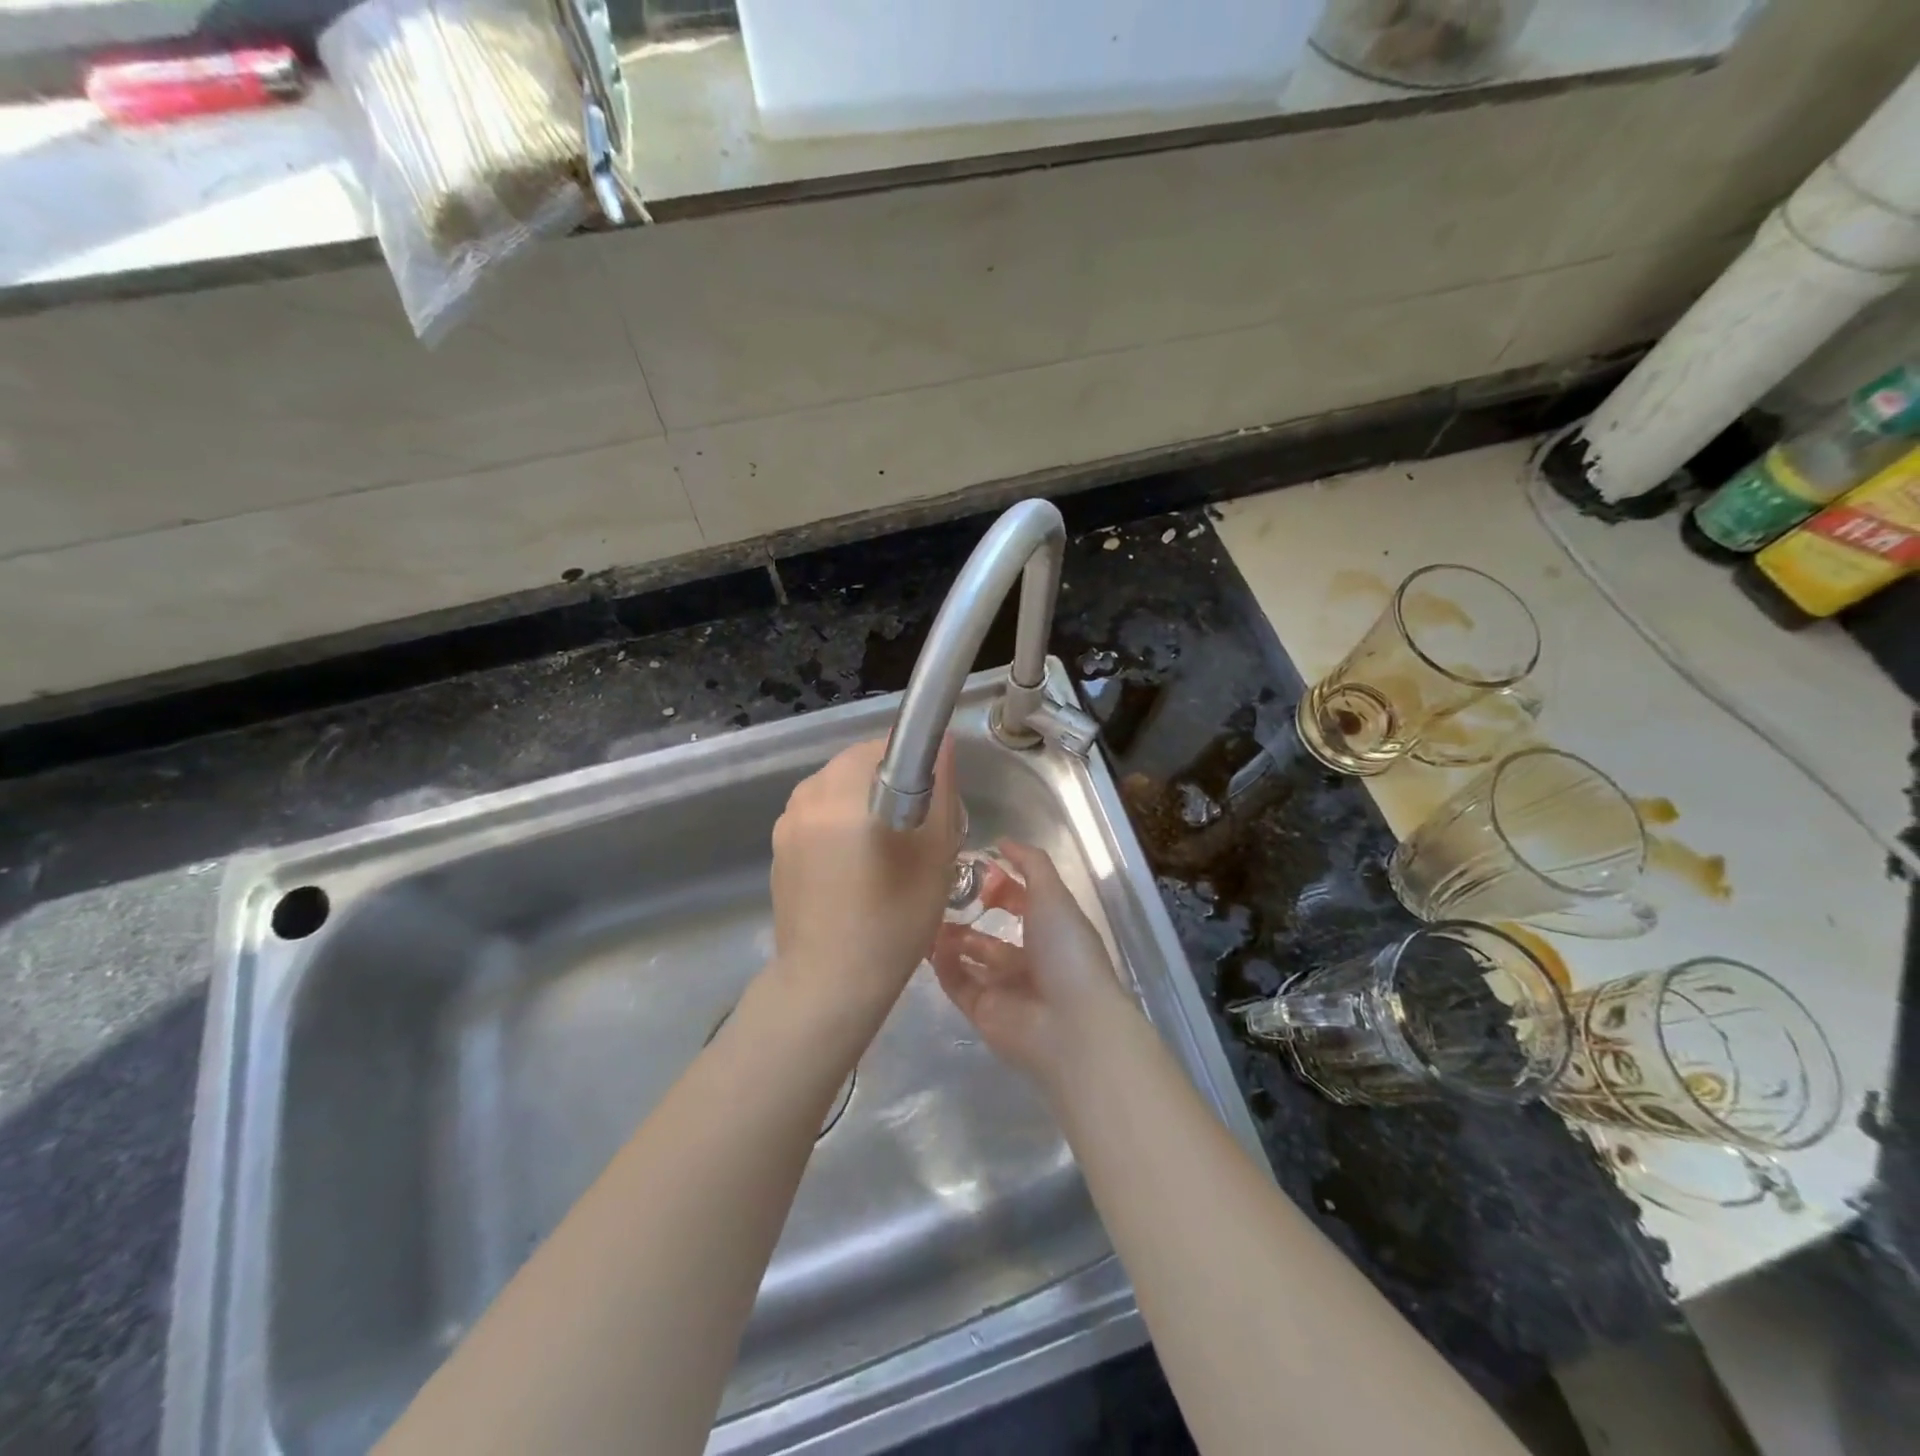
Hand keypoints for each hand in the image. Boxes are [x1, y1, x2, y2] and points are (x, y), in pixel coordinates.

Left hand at [768, 737, 962, 1018]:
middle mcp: (808, 795)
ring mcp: (786, 822)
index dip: (914, 764)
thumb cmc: (894, 919)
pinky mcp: (777, 847)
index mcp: (844, 791)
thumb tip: (942, 744)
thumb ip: (940, 791)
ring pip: (835, 789)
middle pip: (856, 764)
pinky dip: (838, 825)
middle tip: (913, 829)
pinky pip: (816, 815)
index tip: (930, 801)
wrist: (829, 983)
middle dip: (887, 783)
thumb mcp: (935, 855)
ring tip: (882, 850)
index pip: (884, 746)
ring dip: (860, 803)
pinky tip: (852, 867)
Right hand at [930, 840, 1135, 1084]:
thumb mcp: (1053, 895)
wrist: (1070, 1024)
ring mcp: (1004, 987)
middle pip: (991, 931)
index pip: (1021, 901)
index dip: (999, 883)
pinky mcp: (982, 1011)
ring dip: (949, 936)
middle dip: (969, 911)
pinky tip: (929, 942)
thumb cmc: (1066, 951)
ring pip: (968, 956)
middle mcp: (1028, 958)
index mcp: (1050, 930)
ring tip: (925, 913)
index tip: (971, 865)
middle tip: (939, 890)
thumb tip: (1001, 841)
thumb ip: (1030, 864)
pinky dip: (942, 963)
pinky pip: (956, 982)